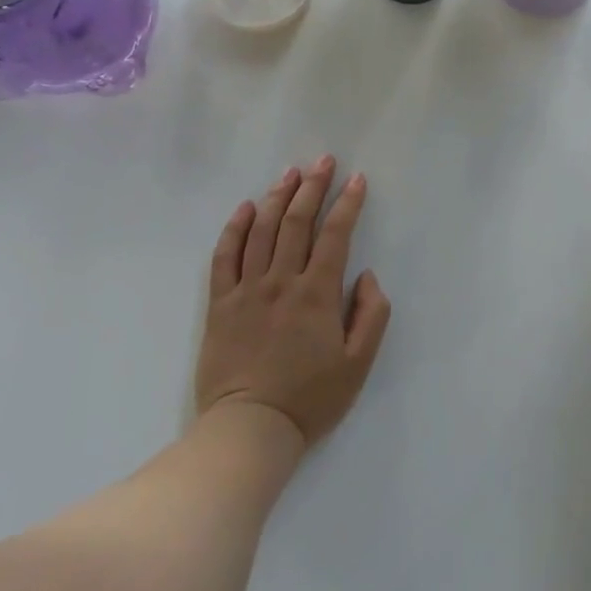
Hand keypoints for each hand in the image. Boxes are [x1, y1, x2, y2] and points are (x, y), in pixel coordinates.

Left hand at [194, 157, 391, 449]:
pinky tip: (244, 208)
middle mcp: (281, 282)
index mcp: (317, 294)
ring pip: (260, 231)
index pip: (335, 235)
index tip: (357, 180)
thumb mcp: (358, 363)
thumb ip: (371, 314)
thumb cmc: (310, 398)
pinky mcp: (220, 304)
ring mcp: (246, 290)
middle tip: (323, 160)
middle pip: (296, 222)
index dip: (347, 204)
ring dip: (276, 197)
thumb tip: (366, 275)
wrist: (250, 429)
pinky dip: (234, 229)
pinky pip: (224, 257)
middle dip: (312, 187)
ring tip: (290, 173)